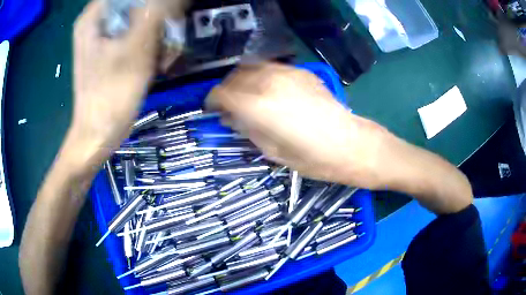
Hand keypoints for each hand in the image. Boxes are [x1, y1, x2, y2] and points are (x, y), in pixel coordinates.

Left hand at [66, 0, 169, 168]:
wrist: (98, 133)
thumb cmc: (111, 95)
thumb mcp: (135, 49)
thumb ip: (154, 14)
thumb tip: (173, 1)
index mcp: (94, 16)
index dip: (155, 3)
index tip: (166, 18)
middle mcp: (96, 21)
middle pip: (135, 4)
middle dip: (157, 19)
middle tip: (166, 38)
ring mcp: (103, 36)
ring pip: (138, 18)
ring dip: (156, 33)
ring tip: (162, 56)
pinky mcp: (110, 49)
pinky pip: (135, 34)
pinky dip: (149, 44)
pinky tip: (155, 61)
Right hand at [206, 63, 393, 189]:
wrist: (349, 144)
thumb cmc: (311, 158)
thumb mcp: (271, 150)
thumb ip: (246, 129)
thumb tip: (229, 117)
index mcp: (257, 105)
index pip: (221, 93)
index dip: (212, 101)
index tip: (211, 109)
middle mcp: (268, 82)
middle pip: (235, 76)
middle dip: (226, 89)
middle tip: (227, 104)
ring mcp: (287, 73)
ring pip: (252, 67)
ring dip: (243, 80)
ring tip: (246, 96)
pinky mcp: (302, 72)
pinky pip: (272, 68)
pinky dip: (262, 76)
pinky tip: (268, 90)